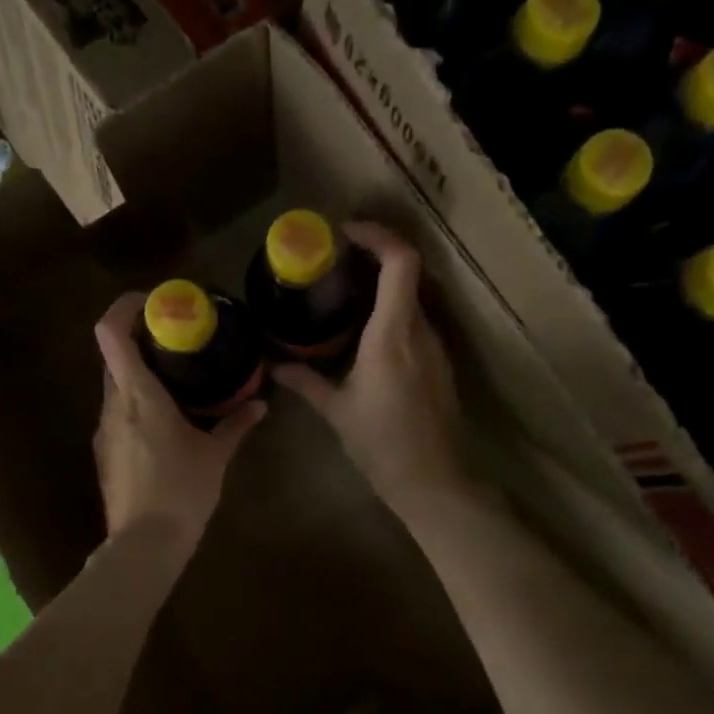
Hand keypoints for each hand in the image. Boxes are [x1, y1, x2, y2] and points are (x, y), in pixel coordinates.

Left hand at [92, 292, 265, 553]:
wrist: (144, 545)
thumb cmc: (182, 492)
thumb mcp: (215, 456)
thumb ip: (236, 425)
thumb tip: (260, 405)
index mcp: (138, 396)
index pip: (111, 333)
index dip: (125, 307)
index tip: (153, 302)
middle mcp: (113, 405)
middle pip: (114, 356)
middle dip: (141, 342)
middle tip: (178, 342)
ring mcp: (104, 430)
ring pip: (116, 386)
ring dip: (141, 376)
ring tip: (177, 383)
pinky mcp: (105, 452)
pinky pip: (118, 413)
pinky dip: (137, 404)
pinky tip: (166, 424)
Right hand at [275, 222, 465, 513]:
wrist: (432, 480)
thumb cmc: (381, 443)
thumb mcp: (336, 410)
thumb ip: (306, 381)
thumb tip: (274, 365)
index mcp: (392, 334)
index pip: (400, 261)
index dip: (377, 235)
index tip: (344, 233)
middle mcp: (419, 330)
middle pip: (406, 273)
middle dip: (372, 258)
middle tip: (333, 263)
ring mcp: (434, 346)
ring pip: (411, 298)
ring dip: (381, 287)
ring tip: (343, 296)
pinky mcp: (438, 364)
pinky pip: (414, 323)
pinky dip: (390, 313)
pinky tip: (364, 334)